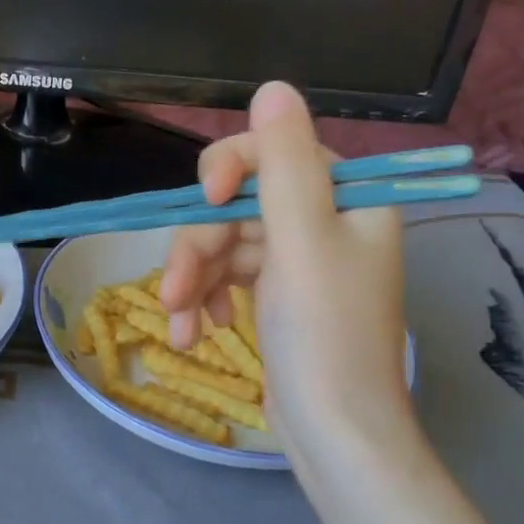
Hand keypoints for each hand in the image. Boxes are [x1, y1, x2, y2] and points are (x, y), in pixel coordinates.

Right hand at [160, 82, 412, 453]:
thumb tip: (273, 87)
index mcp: (348, 198)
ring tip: (179, 324)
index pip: (275, 152)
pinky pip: (228, 275)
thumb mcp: (302, 241)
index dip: (229, 168)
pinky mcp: (276, 293)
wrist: (336, 436)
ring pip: (224, 242)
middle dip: (199, 247)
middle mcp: (325, 220)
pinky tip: (194, 332)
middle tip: (175, 292)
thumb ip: (283, 163)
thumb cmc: (324, 336)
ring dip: (193, 280)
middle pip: (237, 204)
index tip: (203, 200)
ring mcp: (298, 259)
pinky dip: (205, 299)